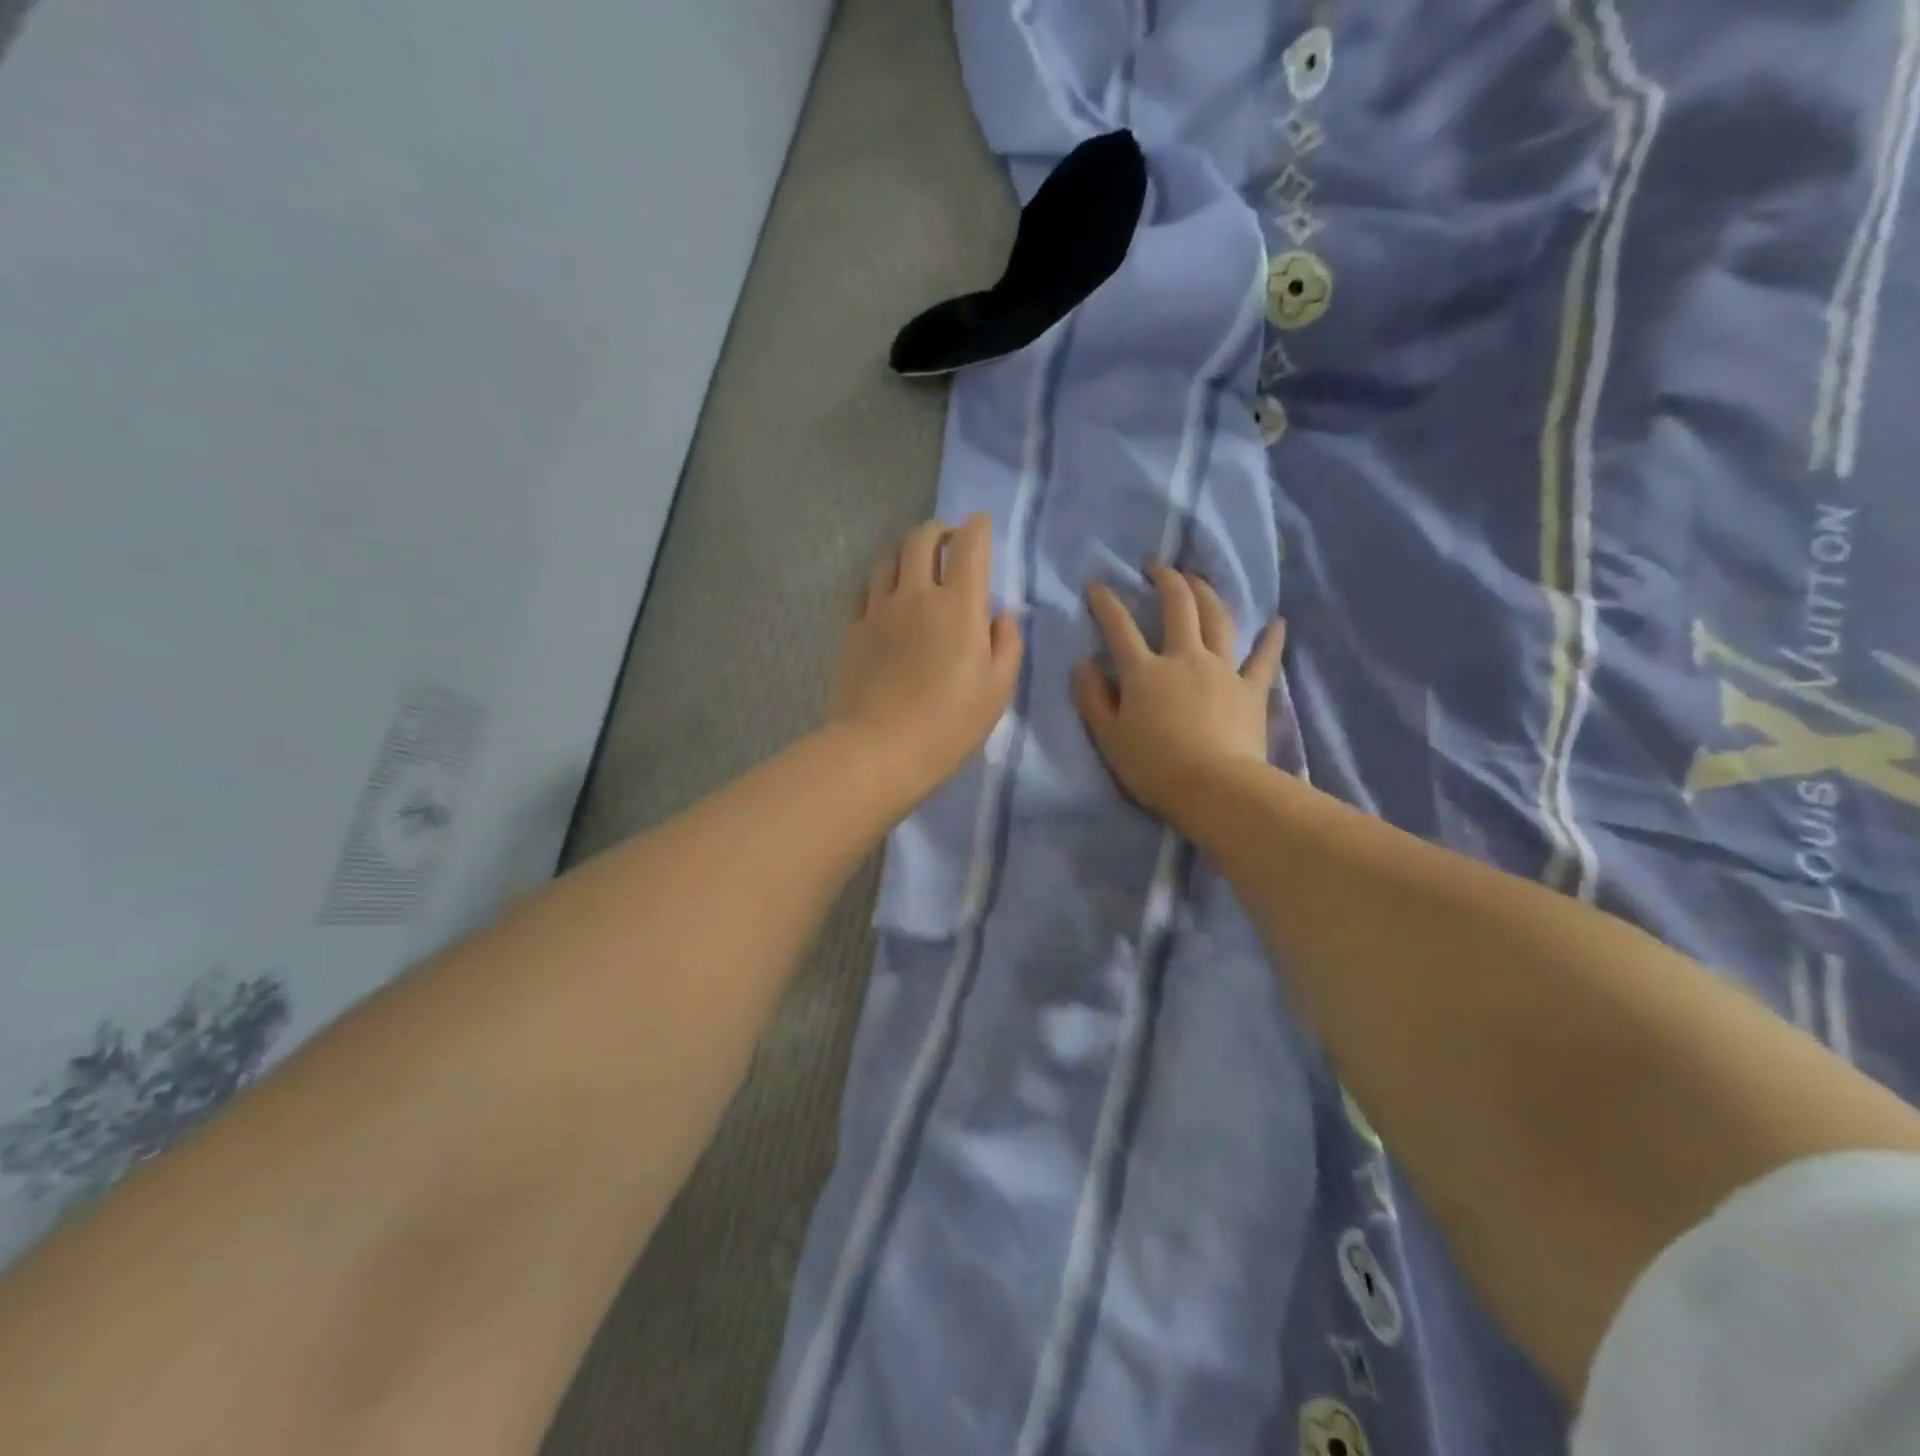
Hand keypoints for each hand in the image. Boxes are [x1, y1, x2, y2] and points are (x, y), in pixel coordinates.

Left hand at [828, 514, 1022, 802]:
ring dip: (906, 551)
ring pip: (888, 557)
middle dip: (939, 531)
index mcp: (959, 605)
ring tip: (916, 565)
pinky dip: (881, 581)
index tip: (982, 527)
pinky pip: (866, 589)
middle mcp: (917, 594)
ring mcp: (879, 609)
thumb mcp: (997, 690)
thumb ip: (1007, 644)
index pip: (970, 545)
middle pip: (922, 539)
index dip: (978, 528)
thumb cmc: (949, 724)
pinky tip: (887, 597)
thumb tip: (1002, 614)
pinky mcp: (853, 629)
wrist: (879, 749)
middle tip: (949, 541)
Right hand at [1072, 565, 1284, 820]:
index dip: (1106, 603)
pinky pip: (1263, 659)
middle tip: (1157, 565)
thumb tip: (1083, 665)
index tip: (1097, 584)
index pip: (1119, 627)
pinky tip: (1278, 623)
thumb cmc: (1154, 766)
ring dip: (1207, 593)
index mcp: (1145, 671)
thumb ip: (1092, 697)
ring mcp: (1222, 670)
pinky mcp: (1251, 690)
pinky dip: (1271, 640)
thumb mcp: (1108, 736)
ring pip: (1218, 620)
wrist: (1214, 787)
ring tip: (1198, 579)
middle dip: (1166, 580)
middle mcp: (1184, 658)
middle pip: (1178, 607)